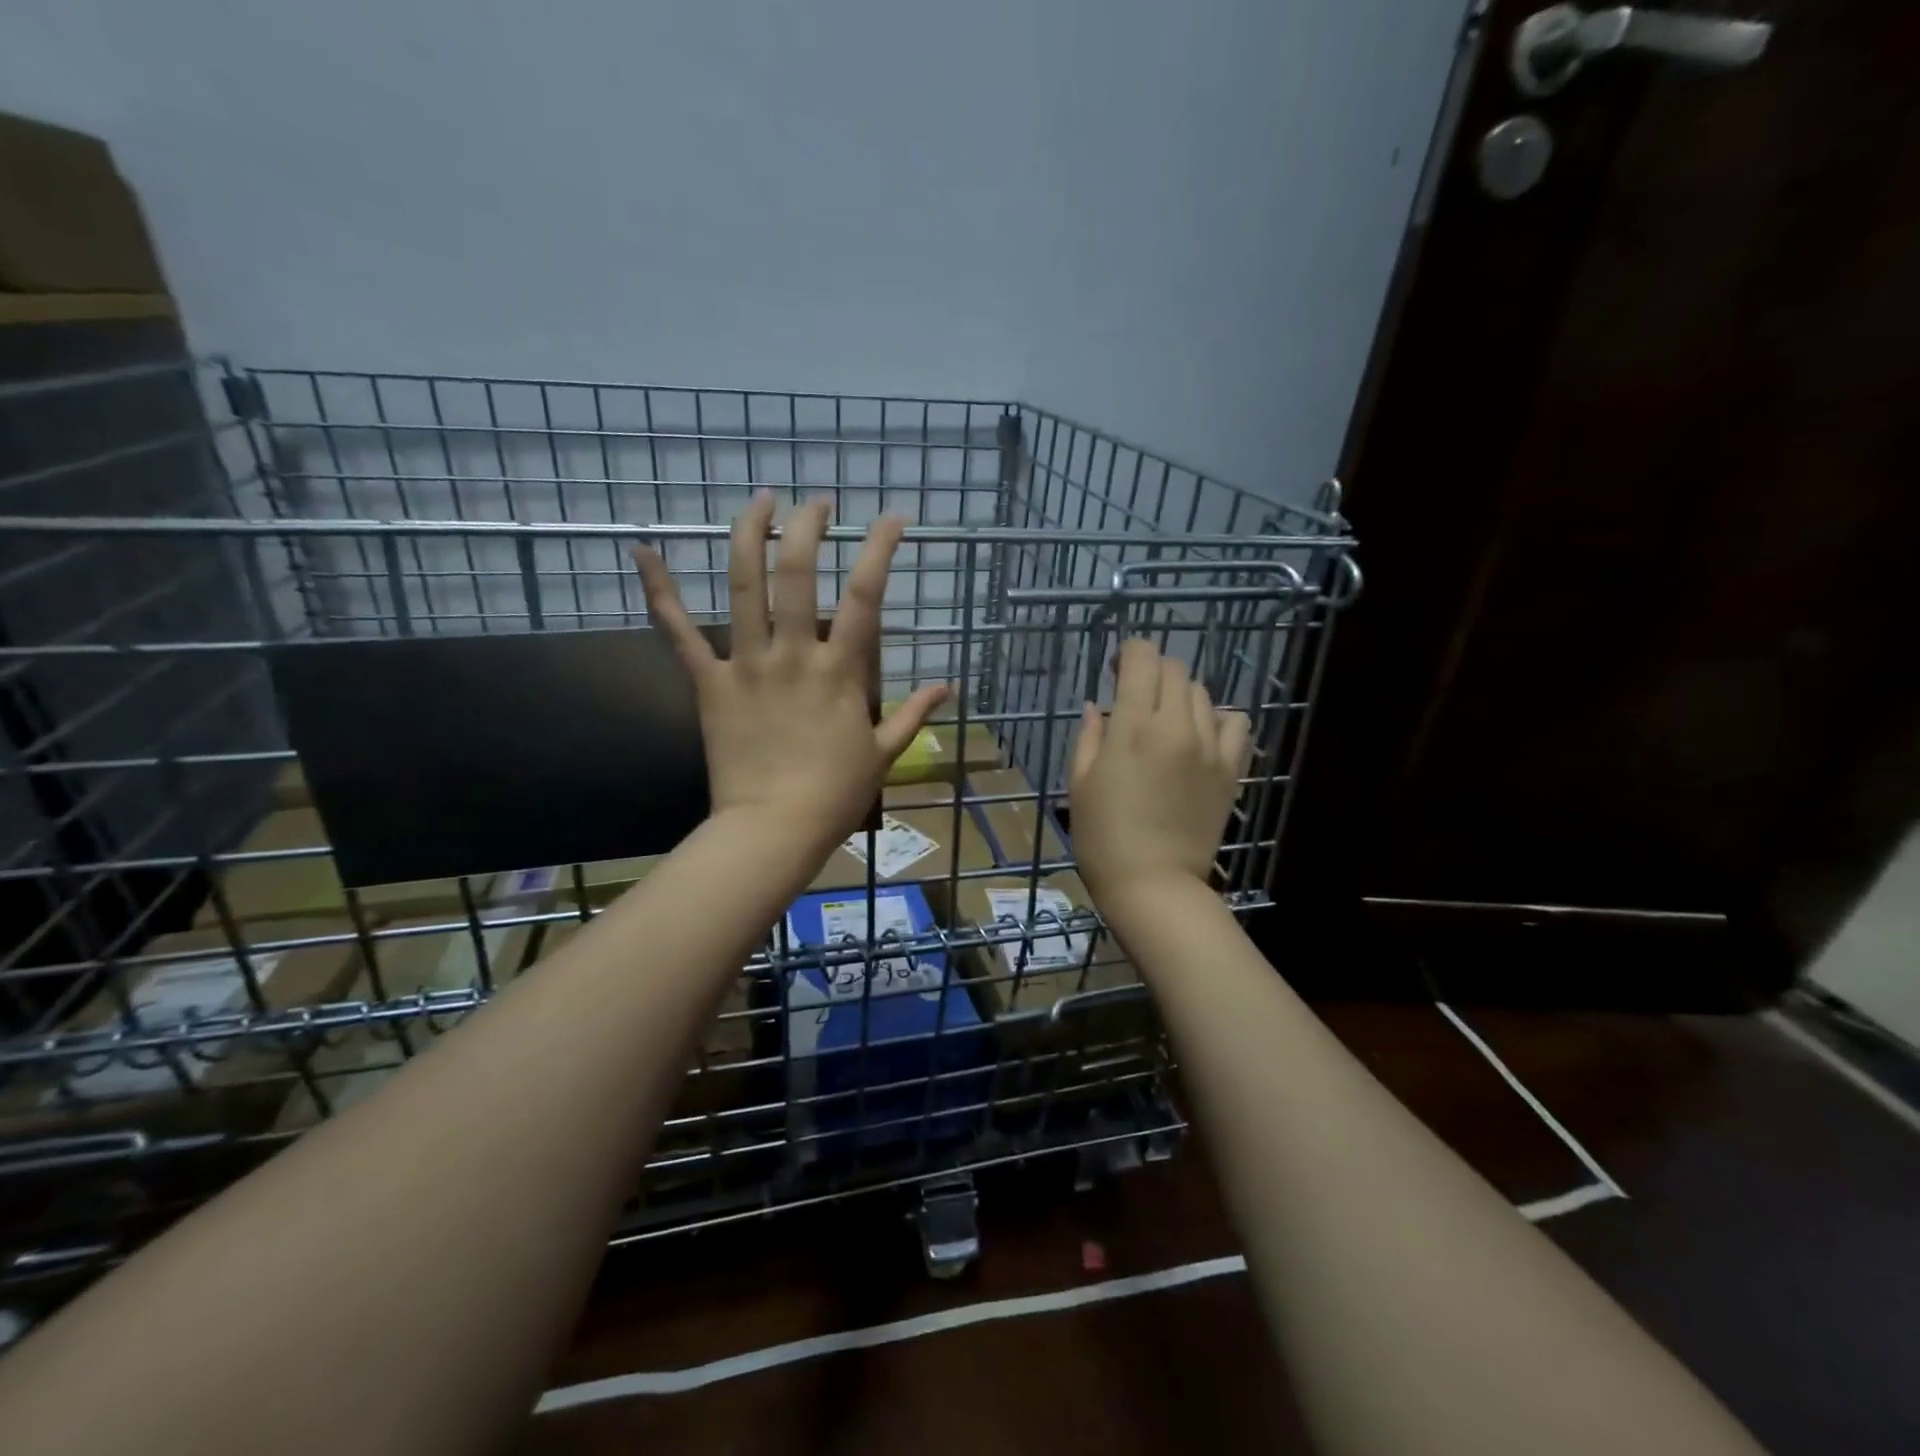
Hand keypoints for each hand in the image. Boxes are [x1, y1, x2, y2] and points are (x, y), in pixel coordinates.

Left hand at [632, 492, 947, 852]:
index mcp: (840, 671)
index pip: (864, 596)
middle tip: (817, 503)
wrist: (773, 829)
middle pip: (798, 574)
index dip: (879, 549)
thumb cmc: (835, 794)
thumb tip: (948, 686)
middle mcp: (793, 654)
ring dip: (750, 535)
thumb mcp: (884, 754)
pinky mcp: (710, 684)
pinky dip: (660, 591)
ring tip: (761, 500)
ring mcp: (747, 665)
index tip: (891, 517)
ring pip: (744, 587)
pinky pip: (679, 633)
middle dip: (808, 527)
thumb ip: (914, 714)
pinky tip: (643, 550)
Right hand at [1069, 639, 1250, 902]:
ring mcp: (1209, 747)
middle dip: (1152, 672)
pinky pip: (1236, 723)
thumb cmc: (1102, 836)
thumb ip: (1089, 736)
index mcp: (1132, 727)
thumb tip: (1096, 706)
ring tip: (1166, 721)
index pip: (1142, 659)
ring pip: (1203, 693)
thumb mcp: (1079, 782)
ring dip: (1180, 696)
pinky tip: (1201, 737)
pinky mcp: (1231, 769)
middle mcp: (1176, 727)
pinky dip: (1218, 719)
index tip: (1116, 669)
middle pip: (1174, 670)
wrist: (1153, 884)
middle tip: (1136, 695)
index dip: (1129, 653)